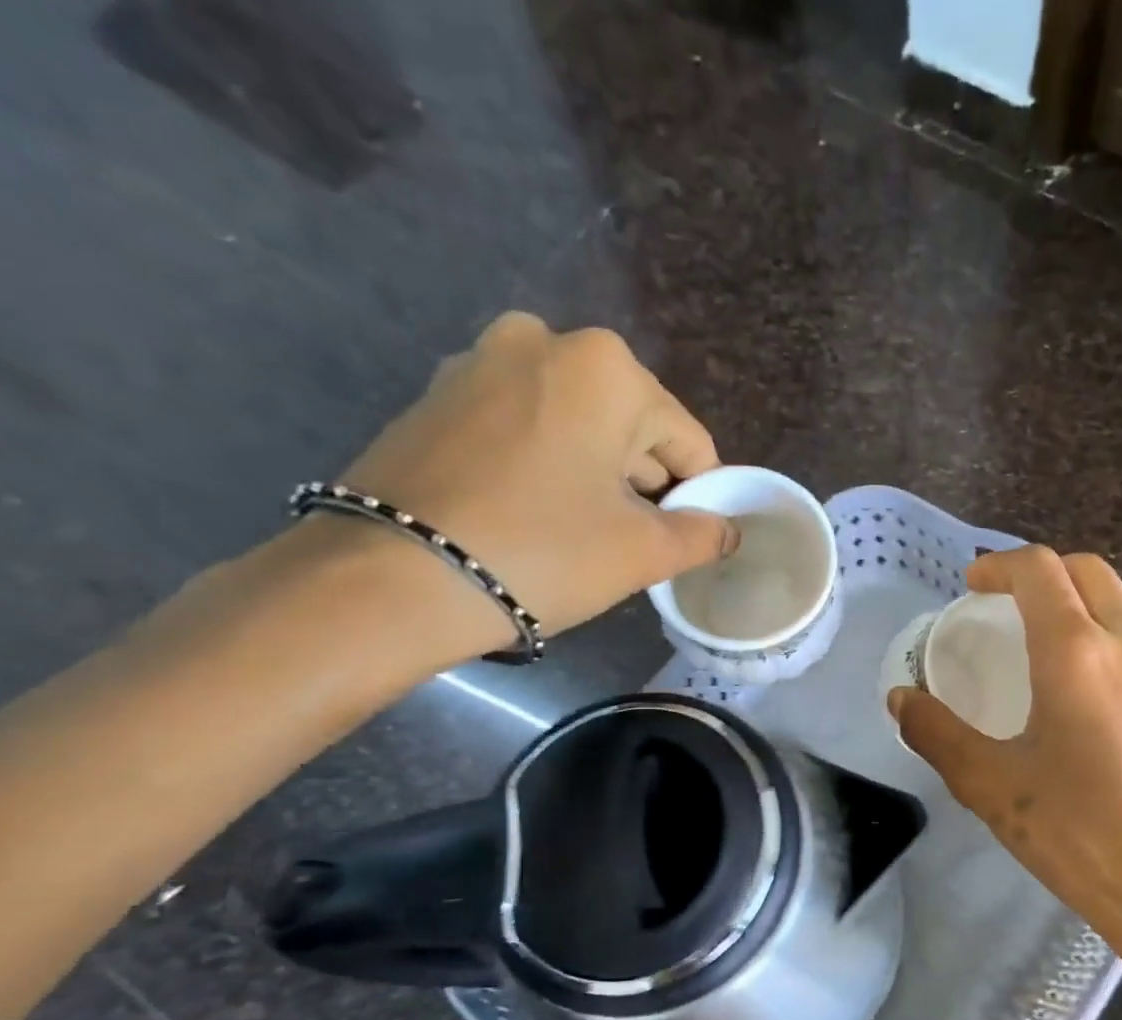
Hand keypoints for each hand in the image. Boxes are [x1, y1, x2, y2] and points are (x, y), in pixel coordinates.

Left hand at [330, 313, 735, 660]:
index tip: (681, 541)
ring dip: (594, 476)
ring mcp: (479, 362)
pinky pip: (523, 428)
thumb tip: (726, 530)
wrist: (394, 576)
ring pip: (576, 426)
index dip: (696, 497)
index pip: (687, 440)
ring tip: (577, 534)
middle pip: (630, 426)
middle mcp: (542, 341)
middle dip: (641, 483)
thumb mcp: (643, 551)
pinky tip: (531, 516)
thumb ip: (701, 535)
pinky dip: (544, 467)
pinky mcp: (437, 395)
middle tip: (628, 543)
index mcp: (605, 367)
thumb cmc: (543, 552)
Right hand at [889, 547, 1121, 1019]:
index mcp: (1077, 652)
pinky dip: (1111, 620)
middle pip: (1086, 570)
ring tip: (1048, 628)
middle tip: (1002, 605)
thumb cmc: (1080, 835)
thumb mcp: (992, 786)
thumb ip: (938, 733)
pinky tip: (1089, 671)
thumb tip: (901, 698)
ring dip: (1081, 592)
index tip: (971, 587)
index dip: (999, 566)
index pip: (1039, 571)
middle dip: (1039, 573)